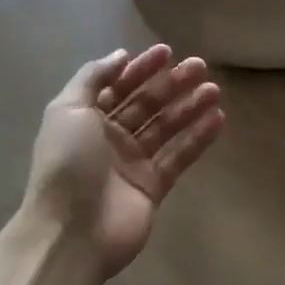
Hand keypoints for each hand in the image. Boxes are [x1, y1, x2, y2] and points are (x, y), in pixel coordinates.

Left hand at [23, 45, 224, 276]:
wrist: (71, 233)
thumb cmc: (67, 164)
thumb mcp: (68, 110)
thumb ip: (93, 78)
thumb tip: (121, 55)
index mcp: (86, 120)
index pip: (118, 87)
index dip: (140, 68)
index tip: (167, 51)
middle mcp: (109, 139)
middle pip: (146, 105)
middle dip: (171, 84)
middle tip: (200, 66)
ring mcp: (133, 164)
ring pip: (166, 128)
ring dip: (190, 106)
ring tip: (214, 89)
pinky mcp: (153, 187)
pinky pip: (179, 156)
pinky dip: (198, 138)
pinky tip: (217, 119)